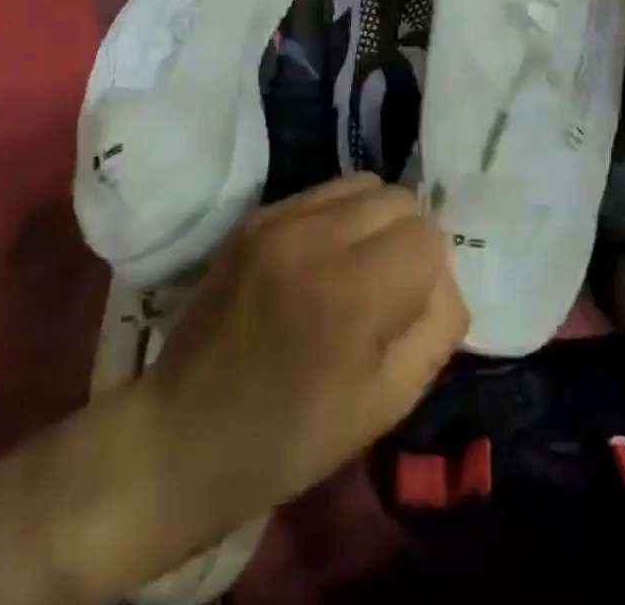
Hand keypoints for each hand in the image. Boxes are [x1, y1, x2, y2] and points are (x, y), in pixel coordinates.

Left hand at [135, 177, 464, 553]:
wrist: (182, 434)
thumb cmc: (290, 439)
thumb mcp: (386, 404)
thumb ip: (435, 328)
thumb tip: (442, 277)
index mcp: (351, 292)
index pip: (428, 236)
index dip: (430, 275)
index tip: (407, 312)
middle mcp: (316, 236)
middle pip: (399, 198)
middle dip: (407, 239)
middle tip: (386, 289)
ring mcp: (279, 219)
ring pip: (364, 184)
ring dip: (374, 221)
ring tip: (353, 269)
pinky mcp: (255, 215)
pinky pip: (324, 192)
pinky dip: (338, 217)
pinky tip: (319, 262)